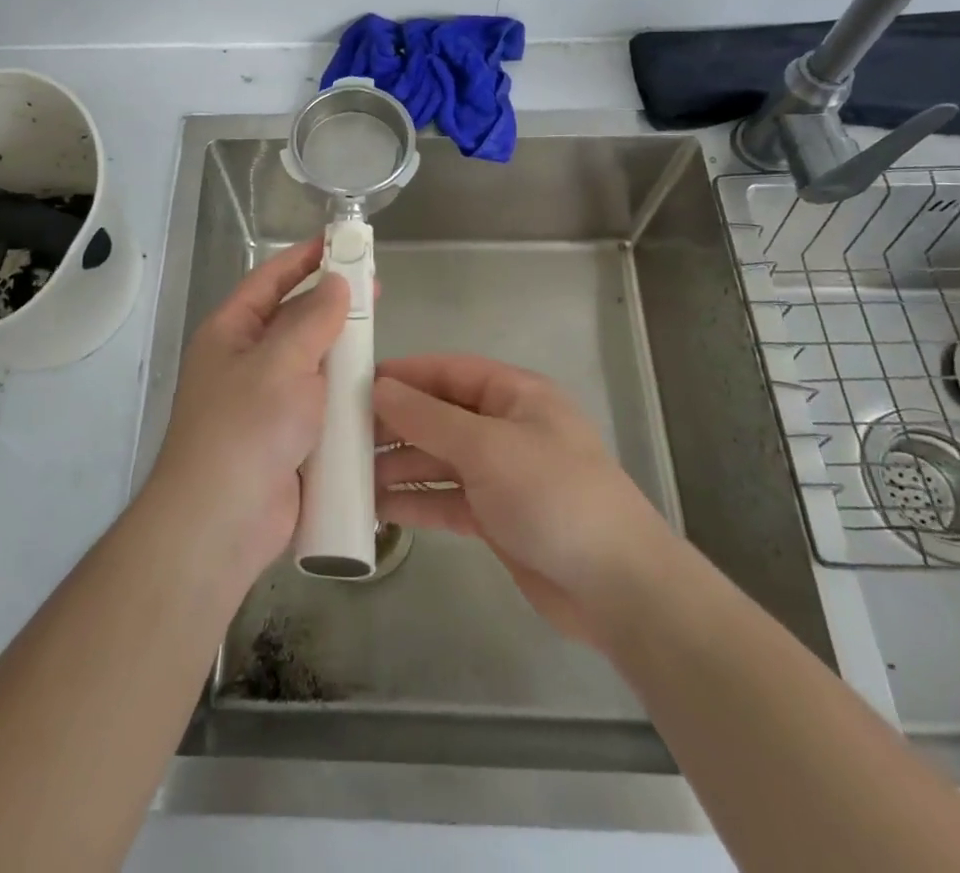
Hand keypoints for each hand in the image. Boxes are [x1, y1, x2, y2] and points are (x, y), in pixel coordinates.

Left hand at [148, 238, 350, 578]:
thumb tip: (335, 283)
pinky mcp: (288, 439)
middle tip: (376, 290)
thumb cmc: (245, 428)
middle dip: (332, 305)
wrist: (222, 524)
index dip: (304, 257)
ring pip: (311, 364)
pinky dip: (343, 395)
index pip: (269, 280)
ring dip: (342, 352)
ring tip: (380, 338)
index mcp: (231, 333)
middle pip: (294, 320)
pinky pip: (320, 405)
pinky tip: (375, 390)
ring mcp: (266, 403)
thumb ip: (312, 319)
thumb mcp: (280, 362)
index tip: (341, 241)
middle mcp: (246, 362)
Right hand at [374, 355, 671, 645]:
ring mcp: (500, 473)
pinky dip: (416, 499)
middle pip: (439, 415)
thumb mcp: (487, 447)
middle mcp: (505, 427)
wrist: (617, 588)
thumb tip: (378, 388)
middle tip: (342, 437)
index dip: (403, 375)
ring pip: (438, 458)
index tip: (355, 384)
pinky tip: (378, 508)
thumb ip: (428, 417)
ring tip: (349, 476)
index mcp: (514, 394)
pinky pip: (446, 497)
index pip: (448, 371)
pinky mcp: (495, 516)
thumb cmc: (554, 496)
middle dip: (394, 424)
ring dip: (398, 465)